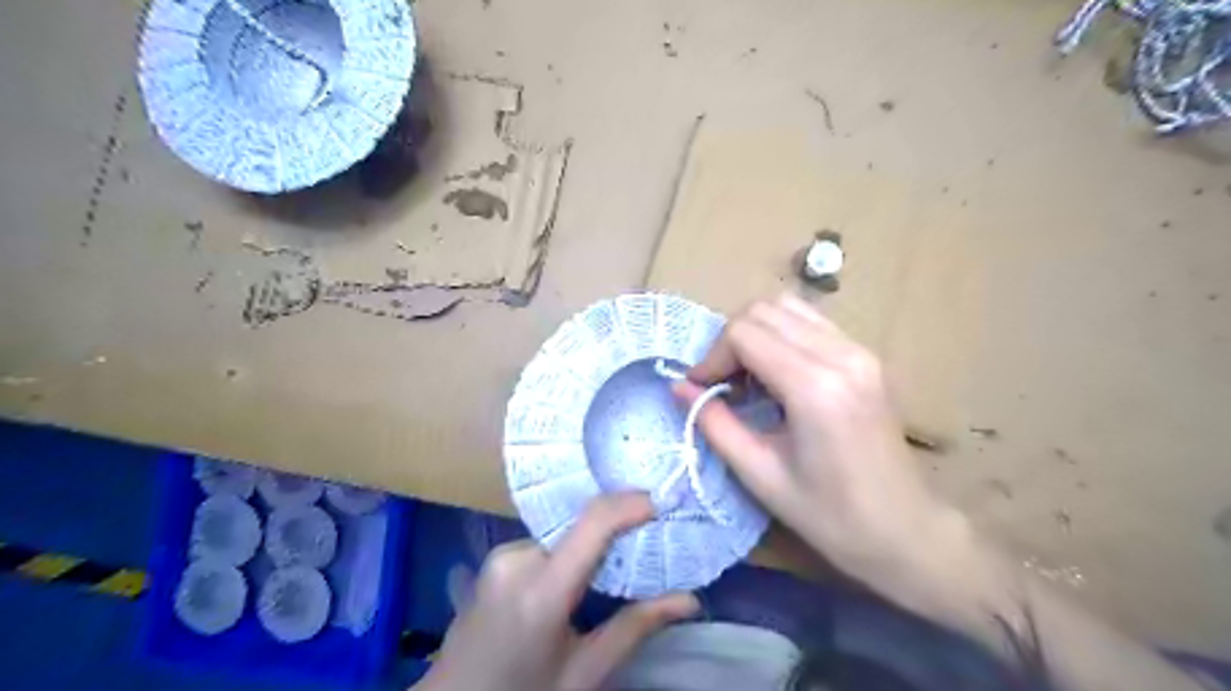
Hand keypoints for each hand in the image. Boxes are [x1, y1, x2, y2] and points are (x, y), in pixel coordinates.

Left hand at [420, 492, 695, 690]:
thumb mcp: (583, 672)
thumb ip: (635, 628)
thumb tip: (690, 600)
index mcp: (541, 592)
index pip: (594, 523)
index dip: (632, 503)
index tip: (665, 500)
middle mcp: (517, 559)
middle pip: (581, 526)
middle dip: (618, 528)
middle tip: (652, 539)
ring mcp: (501, 555)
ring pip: (565, 534)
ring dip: (592, 543)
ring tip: (618, 564)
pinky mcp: (494, 557)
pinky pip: (546, 542)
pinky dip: (569, 551)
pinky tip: (580, 575)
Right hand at [672, 295, 971, 606]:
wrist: (906, 532)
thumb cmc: (830, 517)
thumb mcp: (760, 475)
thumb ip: (715, 424)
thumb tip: (677, 387)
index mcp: (814, 387)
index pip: (744, 333)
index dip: (712, 357)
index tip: (701, 389)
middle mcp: (841, 355)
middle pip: (763, 310)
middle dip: (730, 341)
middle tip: (721, 384)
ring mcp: (860, 351)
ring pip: (788, 307)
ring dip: (756, 334)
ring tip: (747, 377)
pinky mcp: (868, 356)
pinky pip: (812, 323)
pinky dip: (782, 336)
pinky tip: (778, 375)